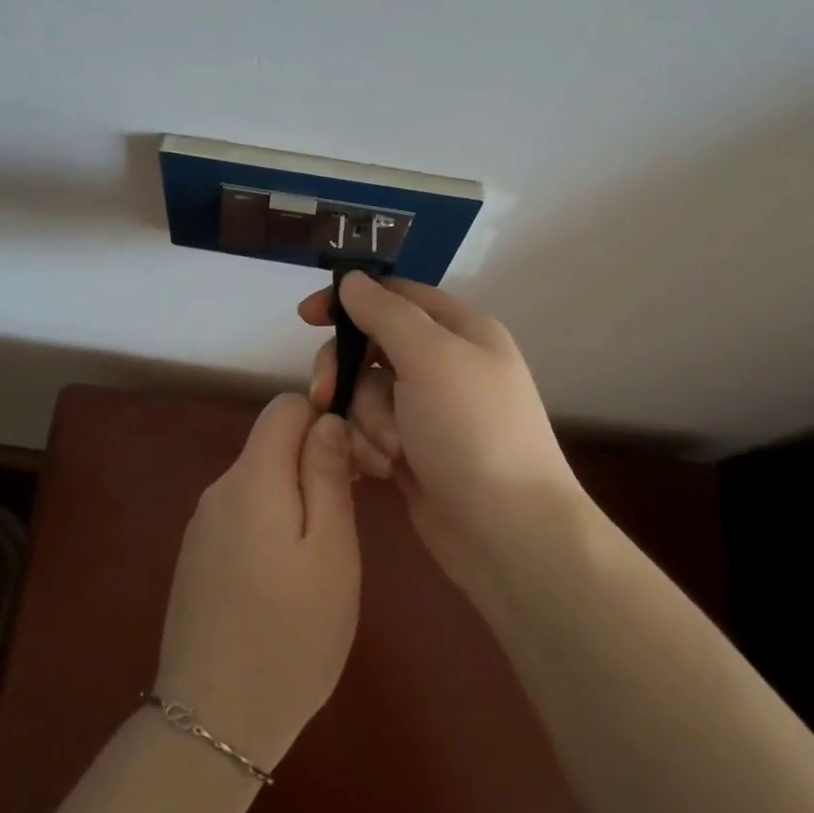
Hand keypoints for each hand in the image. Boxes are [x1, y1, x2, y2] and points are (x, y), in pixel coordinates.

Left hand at [154, 394, 360, 771]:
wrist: (214, 721)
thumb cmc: (292, 633)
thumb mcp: (331, 549)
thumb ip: (326, 474)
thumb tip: (325, 420)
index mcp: (252, 478)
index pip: (285, 407)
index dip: (323, 419)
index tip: (354, 465)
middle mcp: (219, 490)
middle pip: (271, 444)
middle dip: (313, 463)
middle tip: (347, 520)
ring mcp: (202, 526)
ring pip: (259, 483)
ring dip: (295, 500)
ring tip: (321, 560)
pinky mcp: (197, 558)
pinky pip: (242, 517)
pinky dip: (271, 527)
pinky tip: (285, 582)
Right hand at [298, 273, 586, 599]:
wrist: (507, 532)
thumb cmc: (472, 431)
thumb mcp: (431, 358)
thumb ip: (386, 314)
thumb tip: (352, 280)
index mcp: (459, 330)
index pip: (394, 296)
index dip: (350, 300)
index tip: (306, 317)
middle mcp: (443, 365)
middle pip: (369, 348)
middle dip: (348, 375)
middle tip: (326, 395)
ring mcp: (427, 412)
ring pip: (363, 395)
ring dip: (365, 422)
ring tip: (389, 453)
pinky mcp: (412, 452)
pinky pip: (368, 433)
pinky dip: (367, 449)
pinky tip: (380, 471)